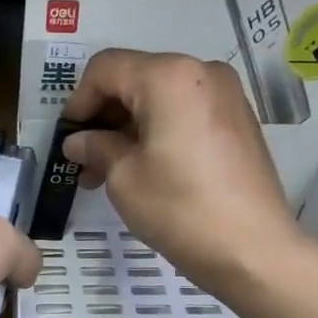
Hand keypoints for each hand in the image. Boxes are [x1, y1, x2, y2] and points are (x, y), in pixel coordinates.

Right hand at [62, 48, 297, 286]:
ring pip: (160, 98)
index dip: (78, 100)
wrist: (252, 249)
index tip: (66, 138)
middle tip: (83, 160)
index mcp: (169, 76)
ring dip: (128, 128)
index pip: (106, 68)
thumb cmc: (179, 208)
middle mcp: (201, 72)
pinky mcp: (238, 121)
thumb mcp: (124, 178)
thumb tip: (78, 141)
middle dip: (104, 116)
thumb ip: (97, 147)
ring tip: (107, 172)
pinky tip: (143, 169)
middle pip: (135, 78)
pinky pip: (185, 113)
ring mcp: (225, 95)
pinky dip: (157, 132)